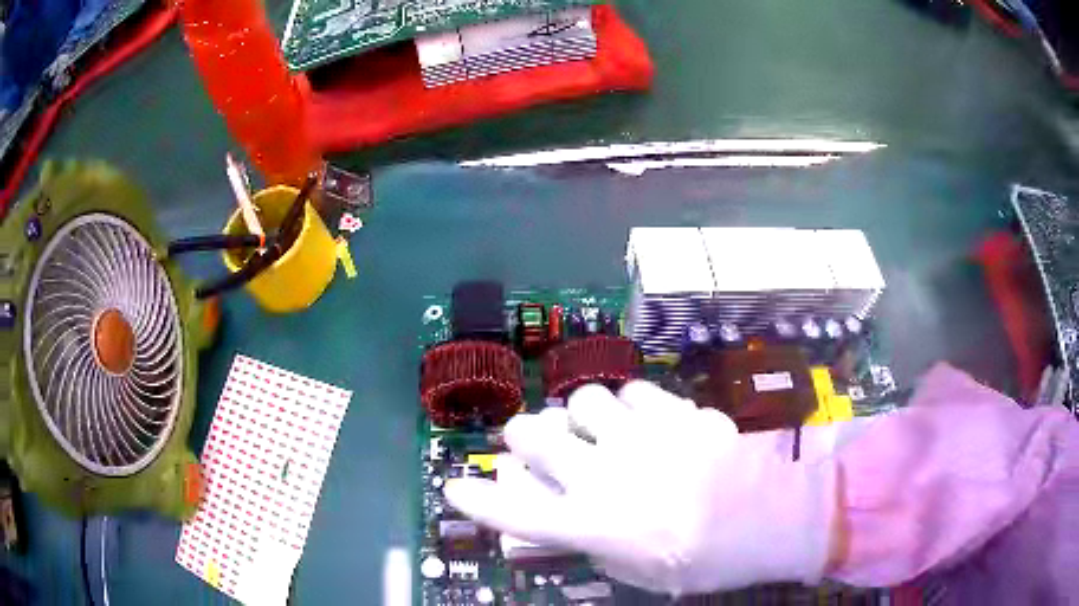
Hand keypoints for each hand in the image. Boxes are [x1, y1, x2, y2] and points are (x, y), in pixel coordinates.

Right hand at [444, 381, 839, 594]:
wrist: (769, 519)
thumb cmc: (701, 560)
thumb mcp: (636, 570)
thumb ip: (591, 541)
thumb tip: (562, 516)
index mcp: (591, 524)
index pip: (513, 512)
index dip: (476, 499)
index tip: (454, 487)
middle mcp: (603, 474)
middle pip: (534, 436)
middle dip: (523, 436)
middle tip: (536, 441)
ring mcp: (639, 436)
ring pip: (582, 401)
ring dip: (580, 416)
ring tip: (597, 427)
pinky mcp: (674, 413)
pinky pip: (633, 391)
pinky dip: (630, 404)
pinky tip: (643, 418)